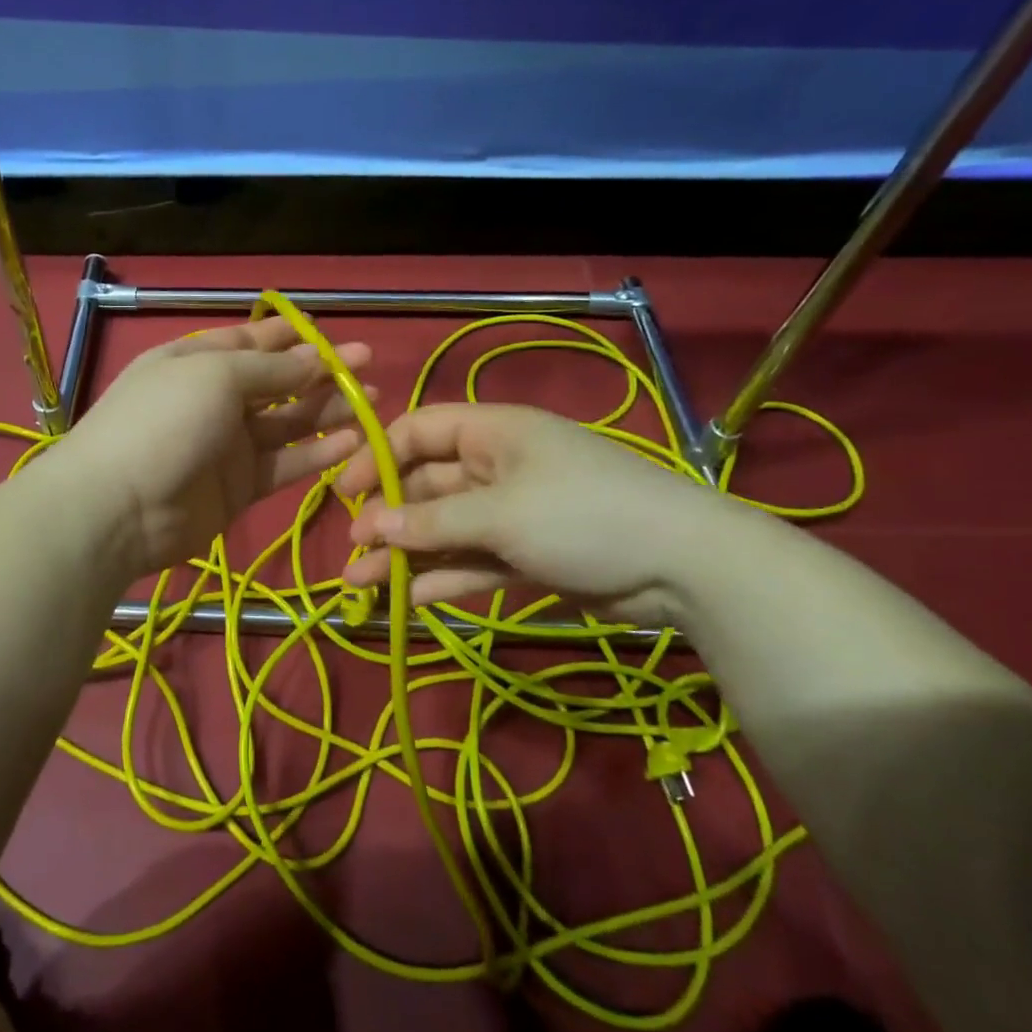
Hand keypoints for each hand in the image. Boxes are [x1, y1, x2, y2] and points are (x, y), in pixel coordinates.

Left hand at [54, 318, 371, 577]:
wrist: (119, 508)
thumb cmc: (164, 421)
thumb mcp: (216, 376)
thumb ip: (271, 369)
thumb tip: (316, 357)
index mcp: (196, 361)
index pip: (251, 341)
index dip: (292, 337)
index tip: (333, 332)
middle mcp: (214, 399)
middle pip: (277, 382)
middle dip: (322, 372)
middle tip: (370, 363)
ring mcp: (227, 446)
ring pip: (287, 423)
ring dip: (328, 411)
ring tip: (373, 401)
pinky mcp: (239, 487)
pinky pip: (285, 465)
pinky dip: (317, 454)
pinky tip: (354, 442)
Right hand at [335, 404, 731, 624]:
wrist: (685, 567)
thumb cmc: (583, 515)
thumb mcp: (502, 513)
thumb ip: (433, 522)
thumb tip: (372, 527)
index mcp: (492, 433)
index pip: (419, 431)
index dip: (378, 458)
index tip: (346, 495)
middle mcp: (496, 467)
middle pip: (426, 486)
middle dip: (388, 518)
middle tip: (352, 552)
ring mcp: (512, 513)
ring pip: (444, 530)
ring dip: (405, 555)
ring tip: (360, 584)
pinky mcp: (526, 554)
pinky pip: (472, 562)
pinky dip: (443, 578)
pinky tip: (409, 600)